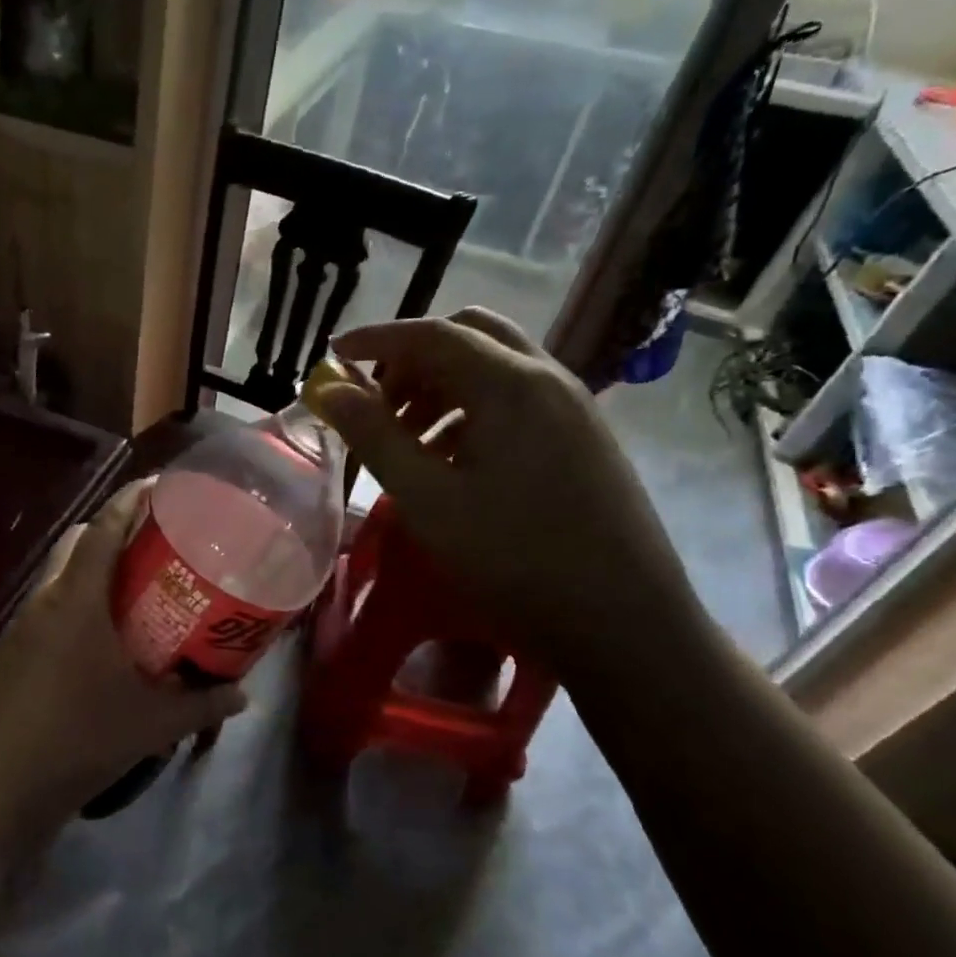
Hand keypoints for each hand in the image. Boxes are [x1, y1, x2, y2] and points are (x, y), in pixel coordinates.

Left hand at [0, 480, 244, 850]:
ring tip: (134, 594)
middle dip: (113, 533)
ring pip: (58, 576)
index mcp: (76, 600)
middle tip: (157, 549)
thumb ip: (201, 704)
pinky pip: (46, 610)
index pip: (103, 528)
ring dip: (92, 572)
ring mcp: (19, 626)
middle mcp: (43, 600)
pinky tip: (98, 642)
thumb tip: (243, 693)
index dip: (131, 500)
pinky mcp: (7, 653)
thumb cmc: (76, 742)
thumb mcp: (150, 724)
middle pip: (77, 543)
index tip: (160, 488)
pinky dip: (74, 606)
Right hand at [311, 309, 701, 679]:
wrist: (625, 622)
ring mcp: (573, 408)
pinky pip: (517, 399)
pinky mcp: (583, 438)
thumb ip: (374, 436)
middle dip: (414, 359)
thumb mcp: (427, 499)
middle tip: (377, 402)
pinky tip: (452, 461)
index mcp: (510, 384)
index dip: (376, 338)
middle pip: (470, 336)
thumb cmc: (514, 558)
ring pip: (495, 367)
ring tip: (407, 440)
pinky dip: (472, 409)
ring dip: (441, 386)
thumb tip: (330, 389)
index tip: (332, 354)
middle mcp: (547, 379)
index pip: (432, 334)